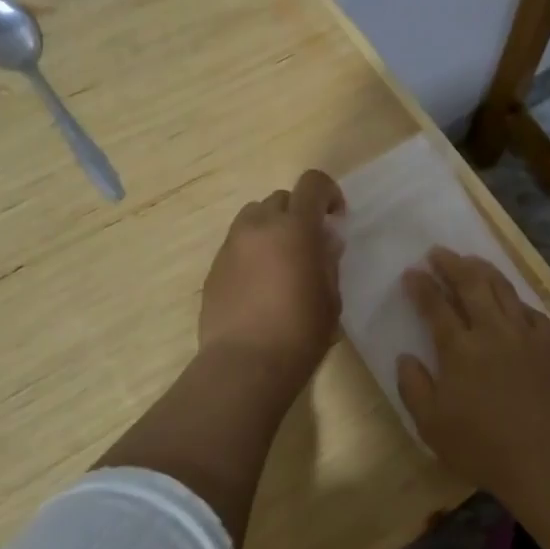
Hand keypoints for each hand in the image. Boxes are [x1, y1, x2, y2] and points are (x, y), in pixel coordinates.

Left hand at [199, 169, 345, 386]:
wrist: (245, 364)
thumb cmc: (300, 332)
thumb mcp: (331, 298)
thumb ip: (329, 262)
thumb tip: (325, 242)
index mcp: (295, 228)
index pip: (313, 184)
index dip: (329, 193)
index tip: (336, 218)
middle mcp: (259, 226)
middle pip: (281, 198)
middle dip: (298, 213)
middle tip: (309, 244)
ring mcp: (231, 246)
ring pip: (253, 217)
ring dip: (271, 228)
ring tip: (281, 261)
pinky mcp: (214, 268)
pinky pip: (237, 245)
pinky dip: (252, 252)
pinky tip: (259, 285)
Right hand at [395, 248, 549, 495]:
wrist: (546, 458)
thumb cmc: (481, 446)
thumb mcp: (431, 425)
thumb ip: (413, 387)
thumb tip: (405, 357)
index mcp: (459, 348)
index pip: (435, 306)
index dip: (421, 286)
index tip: (411, 271)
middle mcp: (492, 330)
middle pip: (471, 284)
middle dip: (451, 264)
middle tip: (438, 252)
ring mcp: (525, 334)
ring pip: (503, 288)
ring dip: (483, 270)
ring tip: (471, 260)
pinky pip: (530, 310)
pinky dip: (515, 298)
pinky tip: (511, 299)